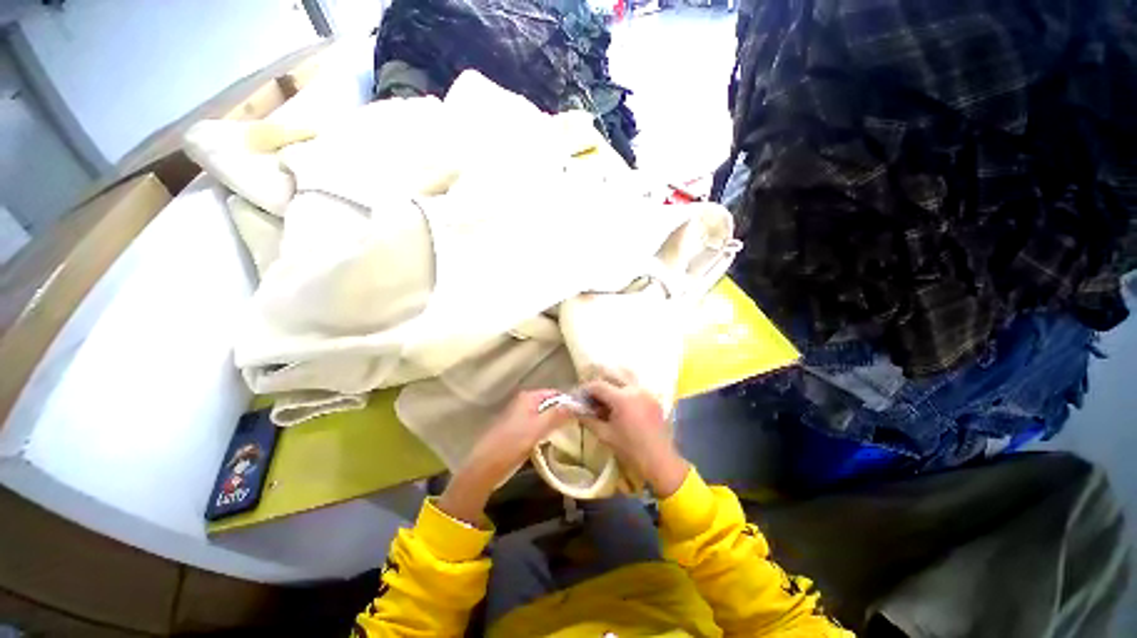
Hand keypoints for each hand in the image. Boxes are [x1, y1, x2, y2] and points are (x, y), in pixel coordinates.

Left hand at [438, 390, 572, 524]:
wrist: (486, 465)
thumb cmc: (513, 443)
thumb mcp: (539, 428)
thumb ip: (558, 414)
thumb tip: (577, 403)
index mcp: (529, 397)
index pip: (555, 393)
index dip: (569, 401)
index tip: (582, 412)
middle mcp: (524, 402)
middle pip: (550, 403)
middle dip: (563, 412)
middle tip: (578, 423)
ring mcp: (519, 415)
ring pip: (544, 414)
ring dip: (554, 422)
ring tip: (569, 431)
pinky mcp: (517, 428)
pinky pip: (537, 424)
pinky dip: (545, 429)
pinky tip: (551, 439)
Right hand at [582, 373, 688, 497]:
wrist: (659, 460)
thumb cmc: (630, 449)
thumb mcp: (605, 434)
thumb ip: (588, 419)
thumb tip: (576, 410)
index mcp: (622, 398)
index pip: (598, 385)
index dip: (586, 390)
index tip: (579, 398)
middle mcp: (634, 389)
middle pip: (610, 381)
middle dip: (598, 389)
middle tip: (590, 402)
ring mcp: (646, 392)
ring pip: (622, 384)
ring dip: (611, 391)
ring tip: (605, 405)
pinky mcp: (652, 398)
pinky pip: (634, 390)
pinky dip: (624, 394)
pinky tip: (620, 408)